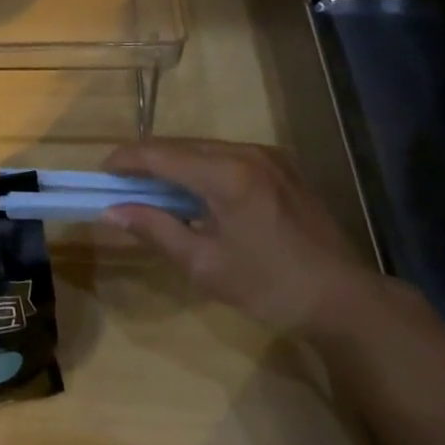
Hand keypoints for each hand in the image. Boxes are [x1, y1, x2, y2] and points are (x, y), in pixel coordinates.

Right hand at [103, 139, 379, 335]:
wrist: (345, 299)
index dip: (125, 160)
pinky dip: (199, 166)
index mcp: (226, 175)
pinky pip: (225, 154)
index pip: (159, 154)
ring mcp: (267, 155)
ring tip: (150, 190)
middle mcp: (245, 152)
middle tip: (119, 185)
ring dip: (172, 162)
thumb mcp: (204, 265)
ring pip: (202, 147)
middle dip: (145, 160)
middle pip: (179, 145)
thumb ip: (155, 230)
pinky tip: (191, 191)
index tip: (99, 174)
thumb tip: (110, 211)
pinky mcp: (280, 165)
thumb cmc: (270, 287)